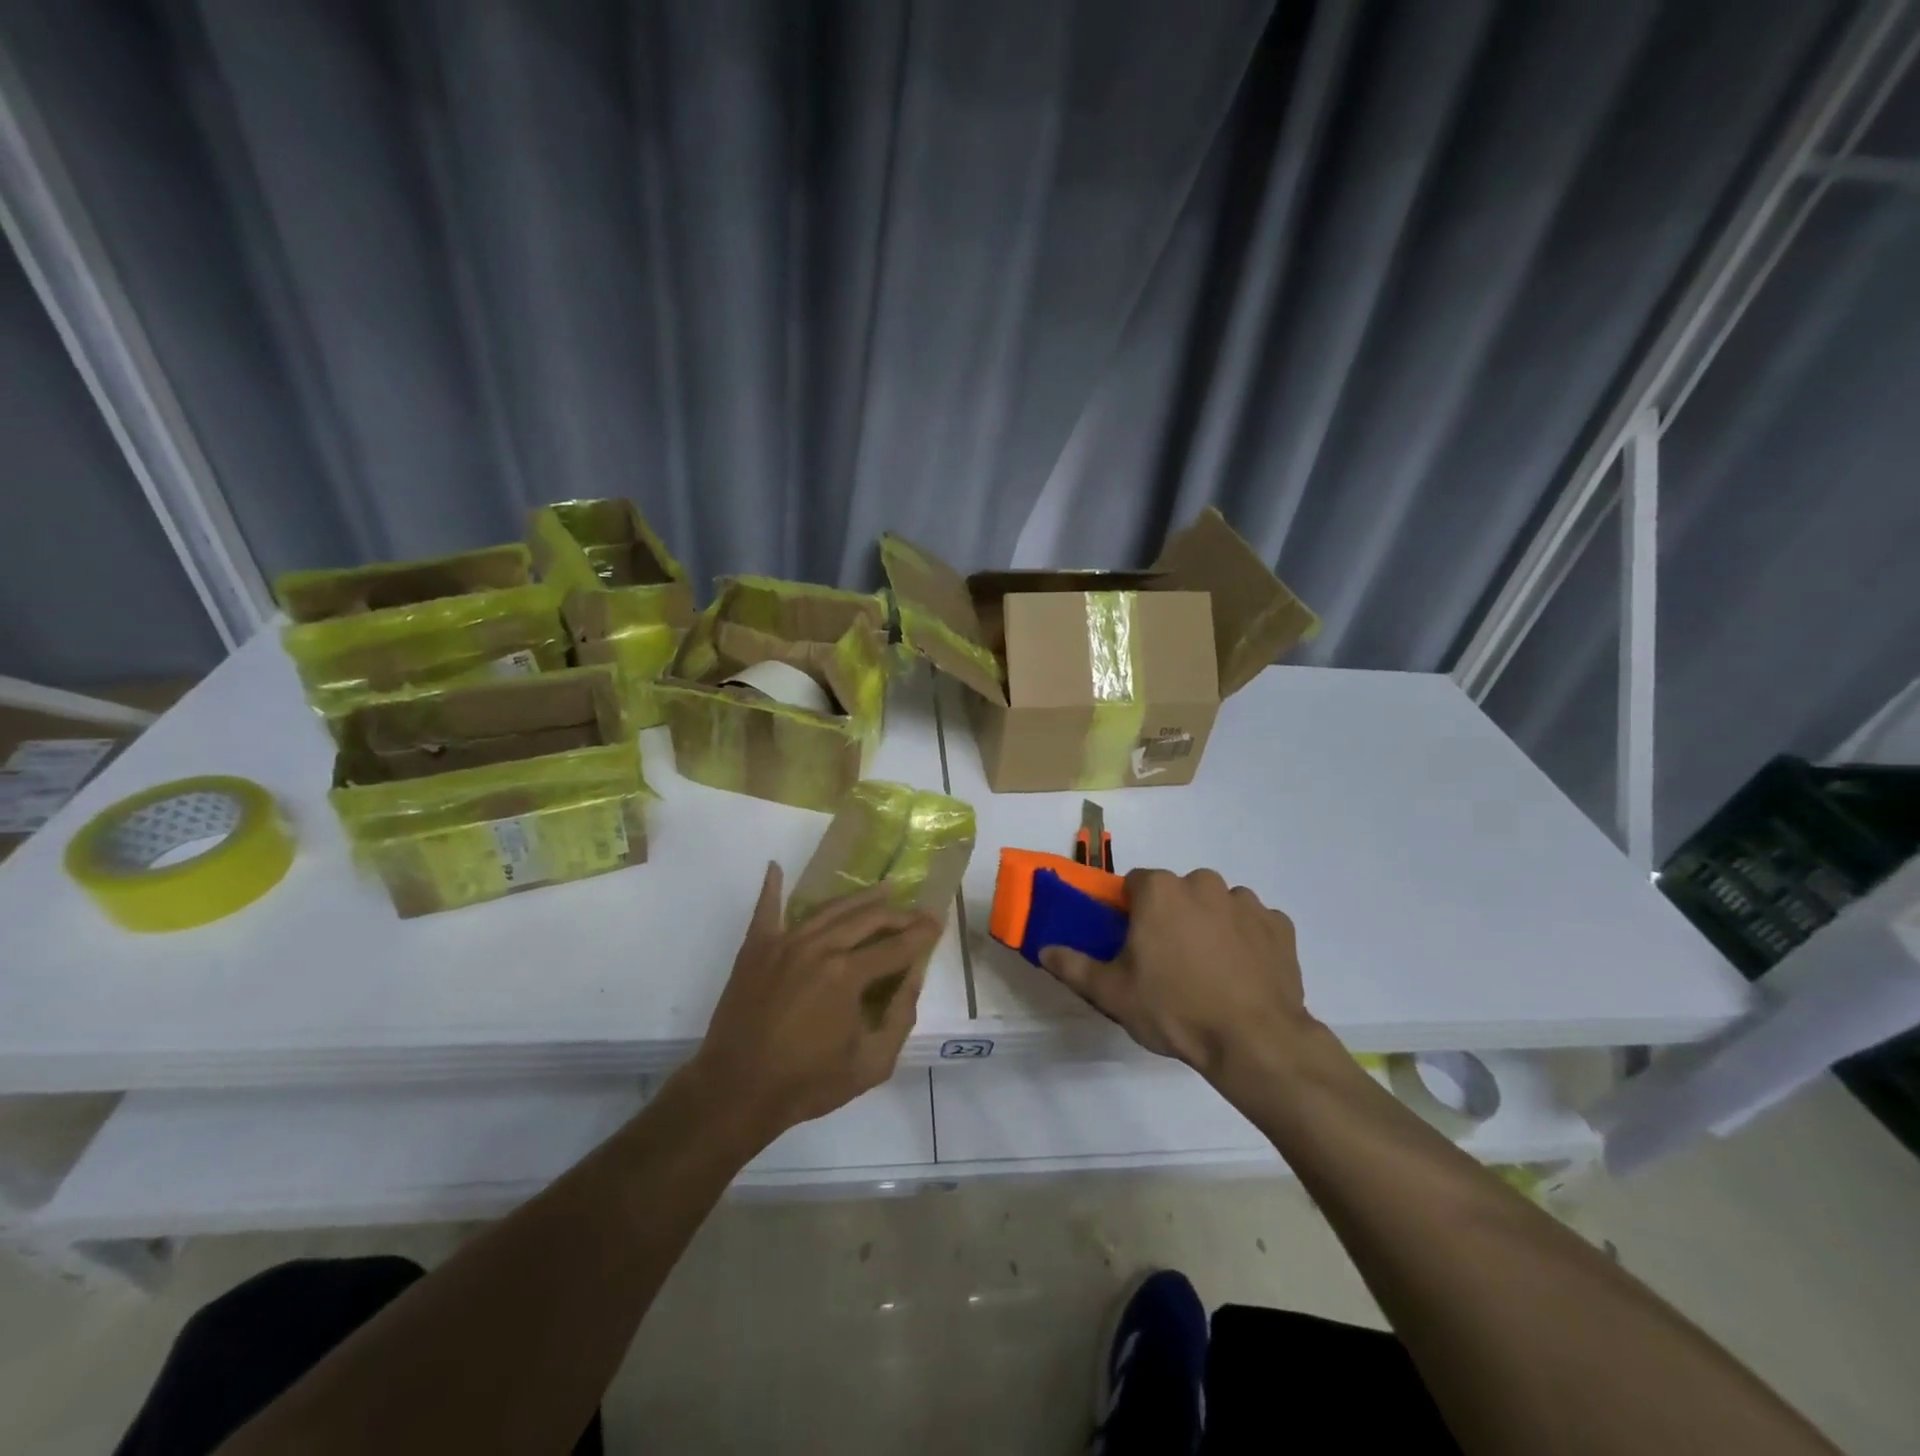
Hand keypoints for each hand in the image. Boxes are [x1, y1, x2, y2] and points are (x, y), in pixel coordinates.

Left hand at [690, 862, 943, 1147]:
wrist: (735, 1091)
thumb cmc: (807, 1083)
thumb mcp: (871, 1064)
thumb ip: (900, 1017)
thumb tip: (913, 976)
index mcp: (848, 975)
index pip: (896, 946)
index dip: (921, 935)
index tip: (938, 924)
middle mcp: (819, 948)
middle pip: (867, 919)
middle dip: (898, 914)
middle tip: (917, 912)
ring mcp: (784, 943)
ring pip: (829, 909)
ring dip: (860, 898)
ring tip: (883, 888)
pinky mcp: (755, 949)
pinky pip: (767, 910)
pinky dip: (772, 888)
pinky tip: (775, 868)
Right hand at [1039, 868, 1317, 1082]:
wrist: (1254, 1041)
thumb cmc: (1174, 1009)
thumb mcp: (1112, 993)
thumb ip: (1074, 966)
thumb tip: (1044, 949)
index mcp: (1160, 890)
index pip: (1136, 884)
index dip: (1131, 910)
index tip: (1134, 942)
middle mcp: (1203, 883)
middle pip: (1178, 892)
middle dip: (1172, 916)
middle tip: (1170, 961)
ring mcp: (1246, 902)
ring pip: (1217, 905)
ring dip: (1210, 925)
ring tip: (1210, 971)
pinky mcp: (1279, 926)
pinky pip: (1254, 924)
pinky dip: (1247, 940)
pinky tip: (1242, 974)